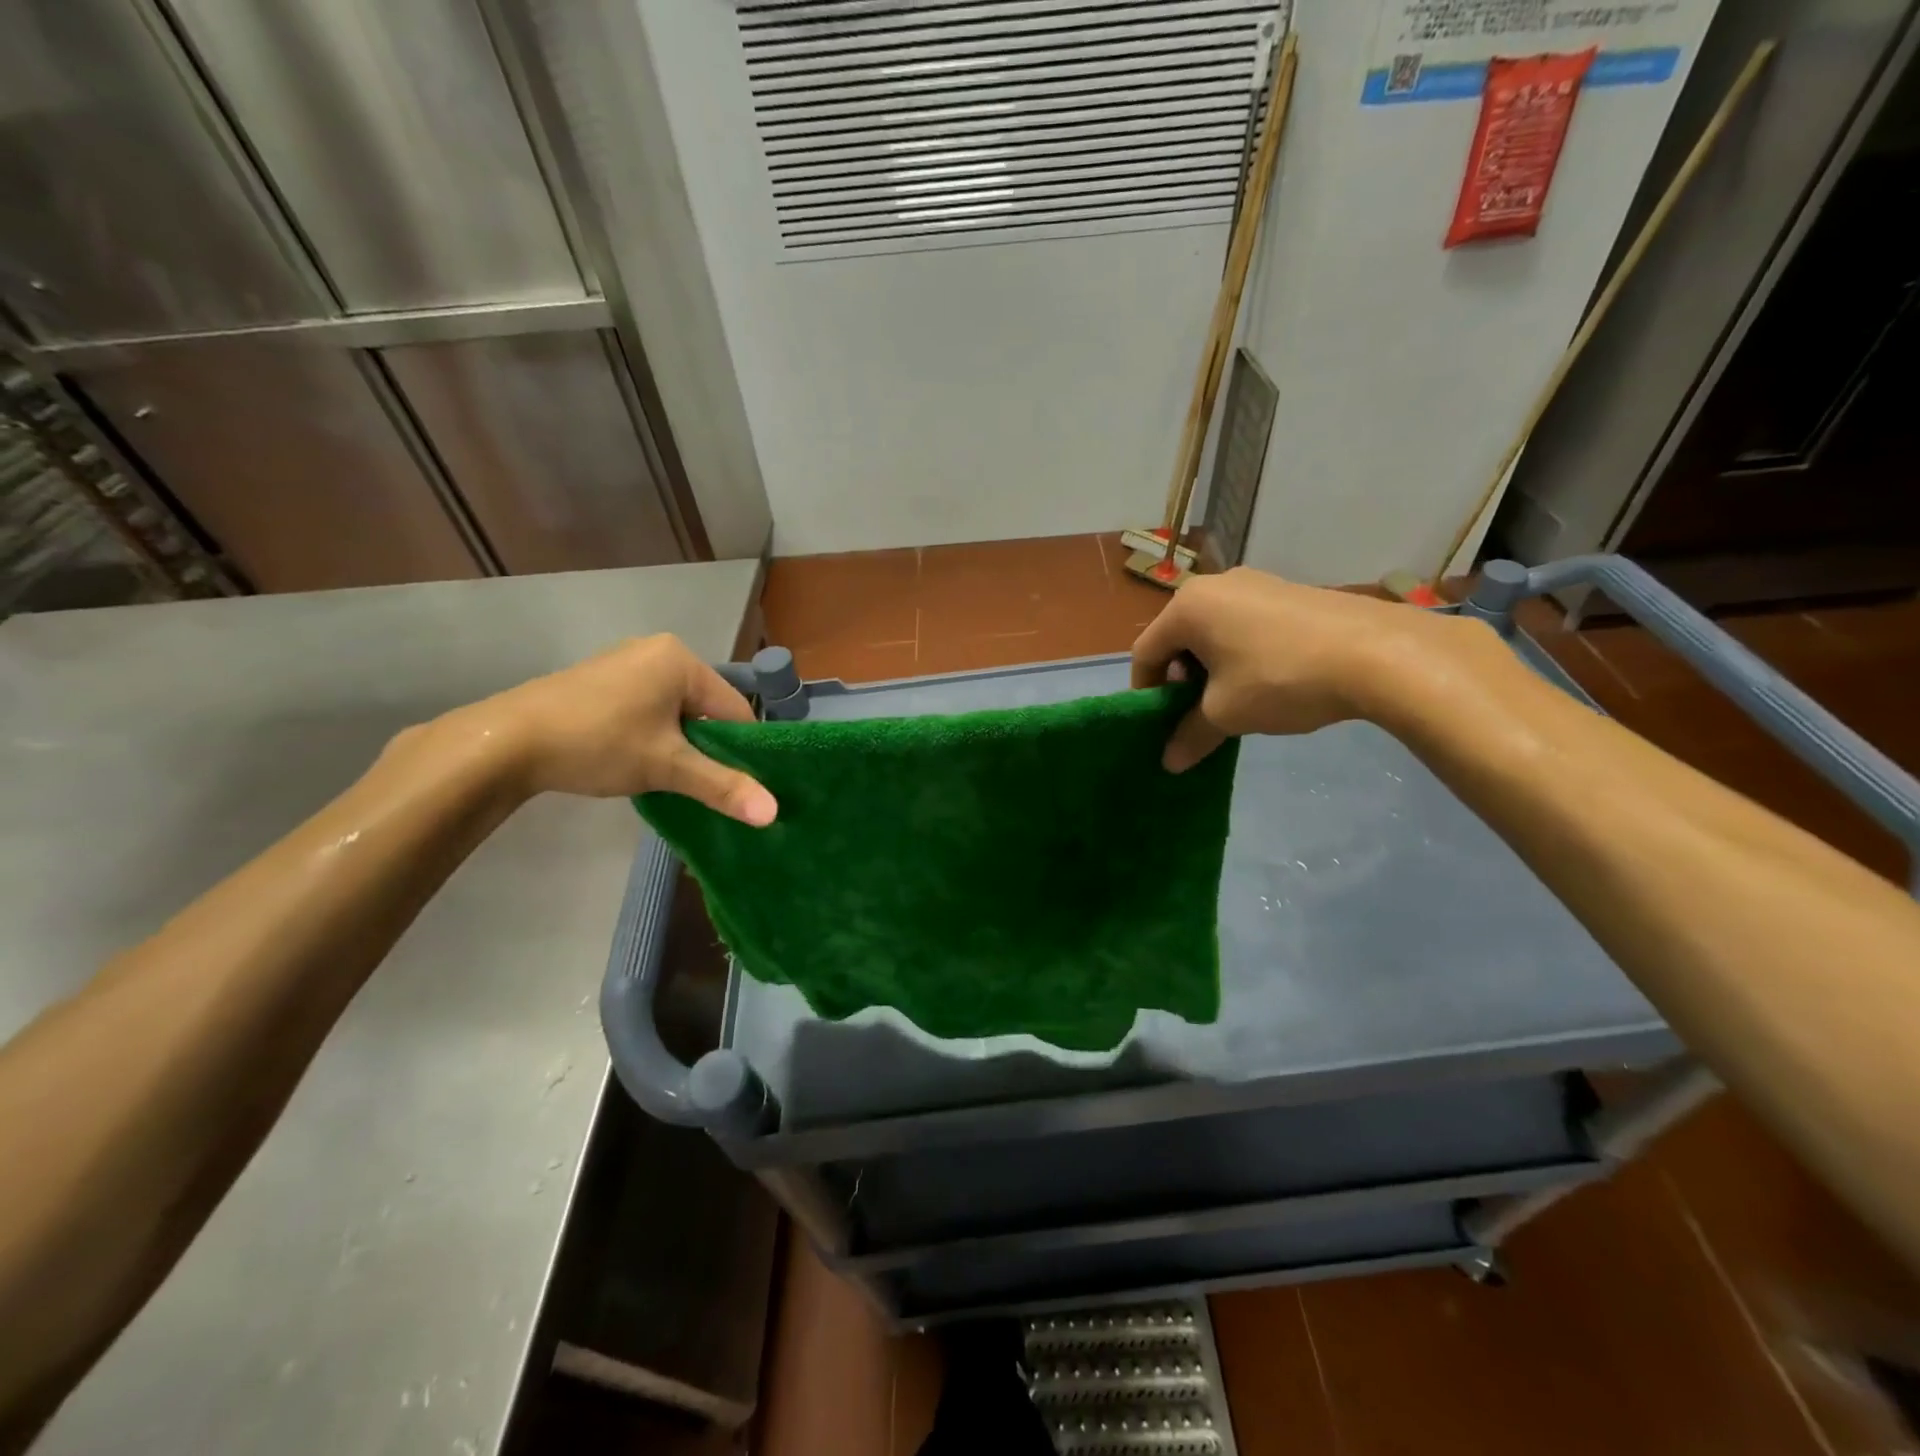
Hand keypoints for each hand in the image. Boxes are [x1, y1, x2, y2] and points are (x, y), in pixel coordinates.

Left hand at [466, 635, 777, 823]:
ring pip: (676, 710)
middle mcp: (657, 650)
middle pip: (705, 708)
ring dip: (679, 744)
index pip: (735, 709)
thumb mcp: (667, 766)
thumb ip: (723, 786)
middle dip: (706, 747)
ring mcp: (626, 662)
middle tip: (695, 783)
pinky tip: (636, 758)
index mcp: (681, 659)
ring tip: (665, 775)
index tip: (735, 785)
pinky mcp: (601, 679)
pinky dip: (653, 733)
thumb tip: (773, 814)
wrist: (504, 742)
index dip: (740, 750)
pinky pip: (648, 706)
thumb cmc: (598, 743)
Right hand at [1130, 567, 1473, 771]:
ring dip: (1211, 668)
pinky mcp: (1288, 591)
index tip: (1158, 723)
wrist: (1378, 654)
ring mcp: (1255, 583)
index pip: (1145, 653)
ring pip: (1213, 631)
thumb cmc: (1280, 679)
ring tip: (1233, 701)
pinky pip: (1244, 624)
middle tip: (1196, 714)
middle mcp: (1215, 585)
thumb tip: (1169, 763)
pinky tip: (1266, 681)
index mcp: (1187, 607)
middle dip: (1180, 680)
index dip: (1145, 692)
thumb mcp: (1227, 714)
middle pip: (1178, 638)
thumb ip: (1190, 735)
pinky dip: (1240, 653)